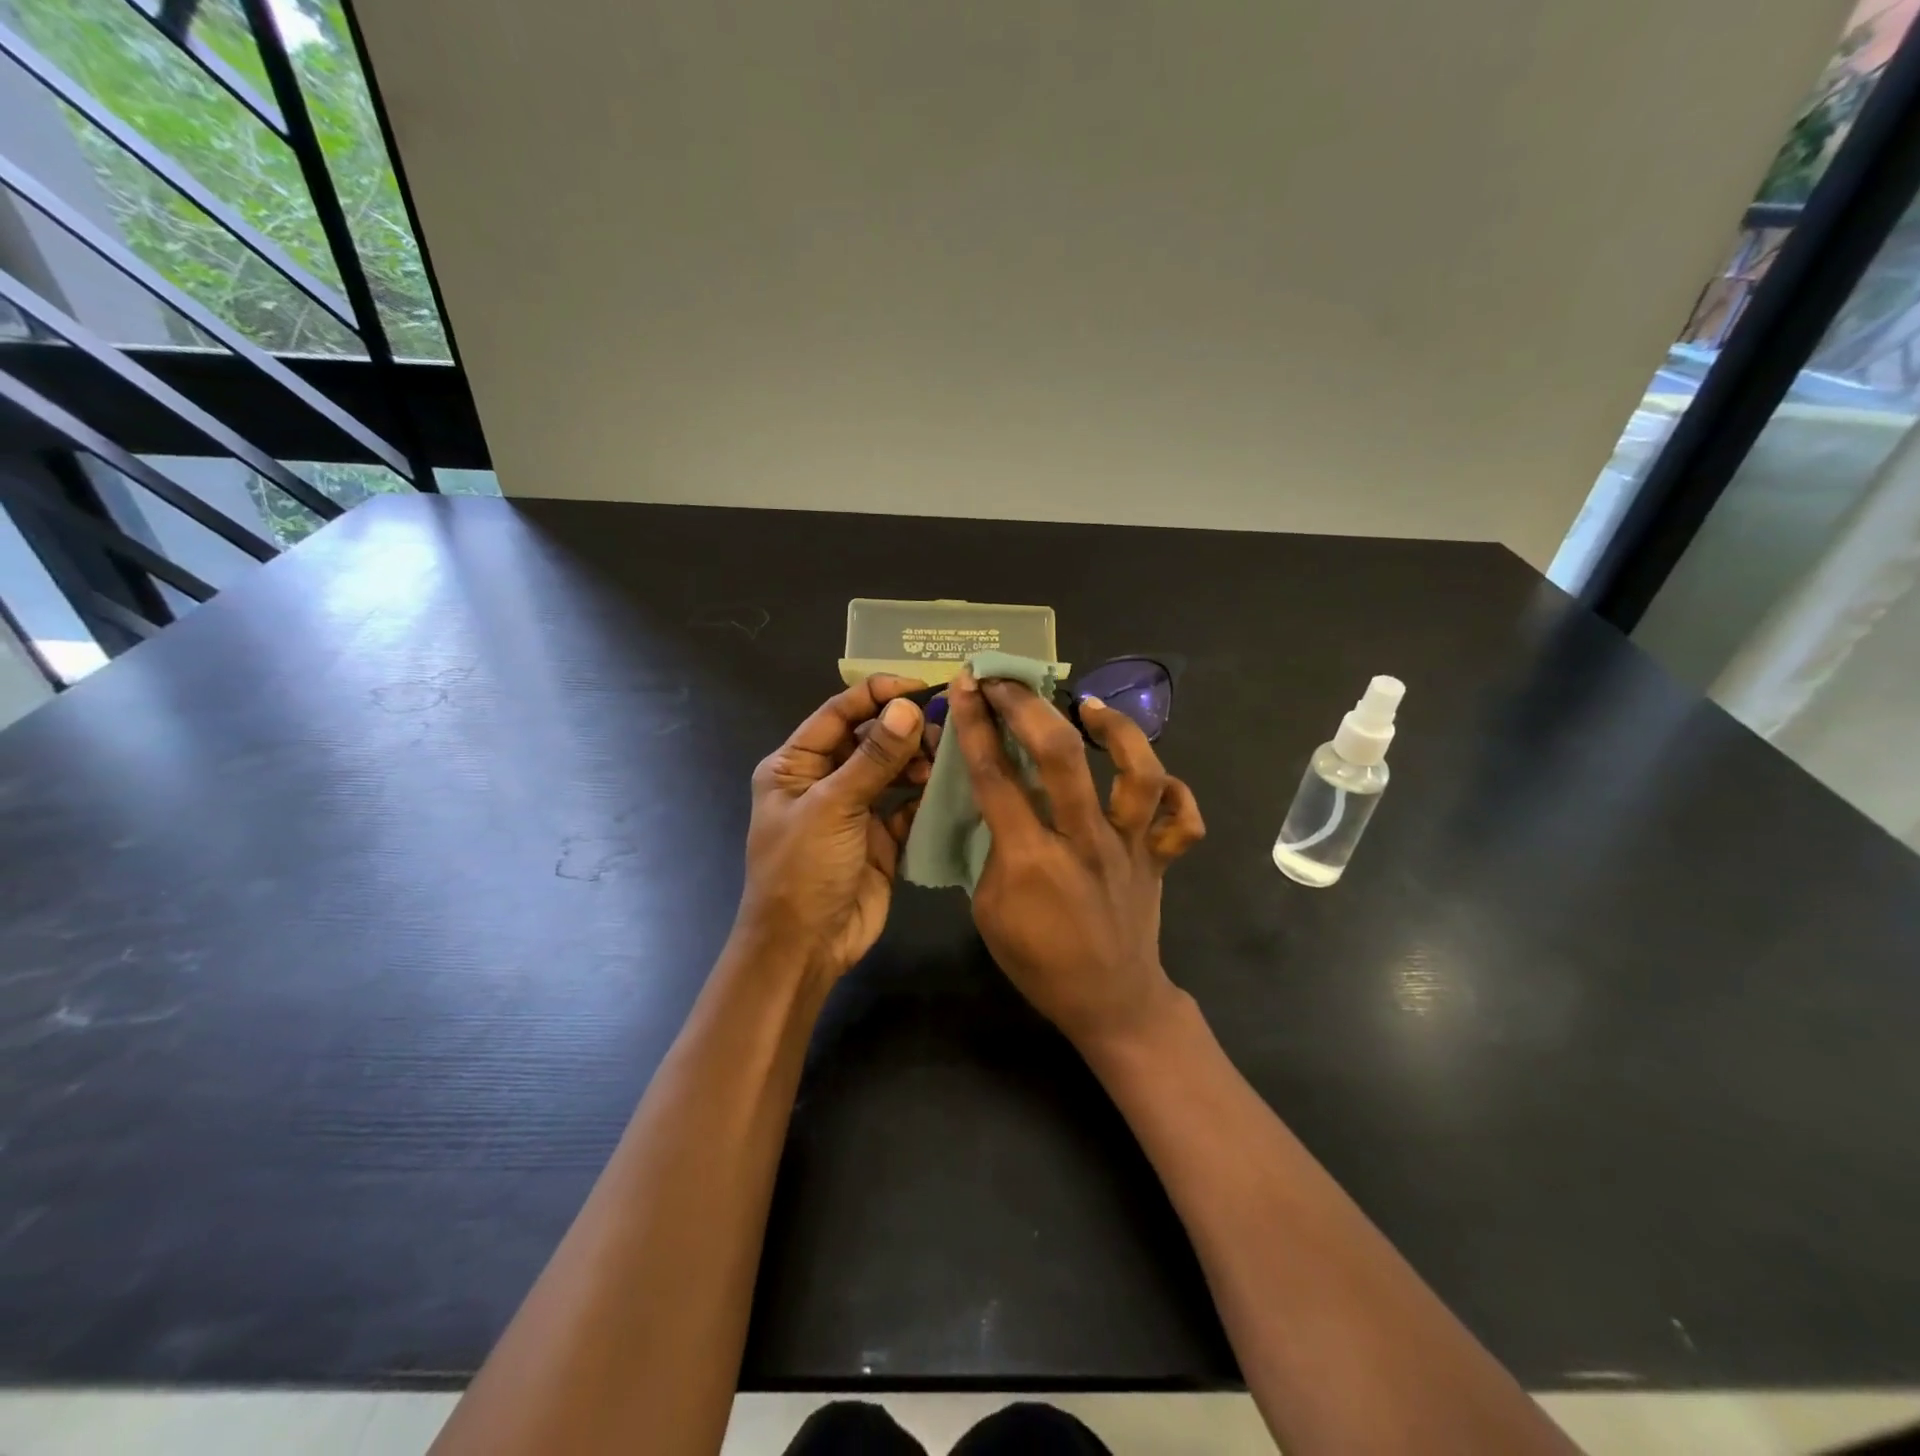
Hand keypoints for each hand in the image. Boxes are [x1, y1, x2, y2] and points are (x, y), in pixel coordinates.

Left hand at [735, 675, 930, 980]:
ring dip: (916, 762)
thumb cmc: (803, 870)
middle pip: (868, 739)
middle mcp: (824, 781)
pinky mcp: (879, 838)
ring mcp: (853, 810)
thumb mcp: (833, 807)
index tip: (921, 687)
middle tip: (942, 729)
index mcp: (795, 765)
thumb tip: (907, 707)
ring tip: (942, 763)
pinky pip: (906, 806)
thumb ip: (873, 758)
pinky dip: (924, 797)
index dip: (877, 695)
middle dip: (903, 730)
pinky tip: (944, 790)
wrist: (805, 948)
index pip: (838, 714)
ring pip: (891, 771)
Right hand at [946, 668, 1205, 1051]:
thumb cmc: (1039, 962)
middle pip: (1062, 757)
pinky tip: (1151, 775)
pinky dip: (1175, 791)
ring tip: (1089, 708)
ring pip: (1138, 774)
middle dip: (1028, 708)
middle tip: (1009, 683)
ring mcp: (1131, 847)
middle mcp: (1085, 842)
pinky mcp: (1161, 858)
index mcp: (1032, 860)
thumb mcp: (989, 910)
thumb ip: (993, 851)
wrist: (1111, 1002)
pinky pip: (1183, 818)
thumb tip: (1000, 801)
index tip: (969, 686)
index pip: (997, 778)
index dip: (977, 726)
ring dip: (1116, 730)